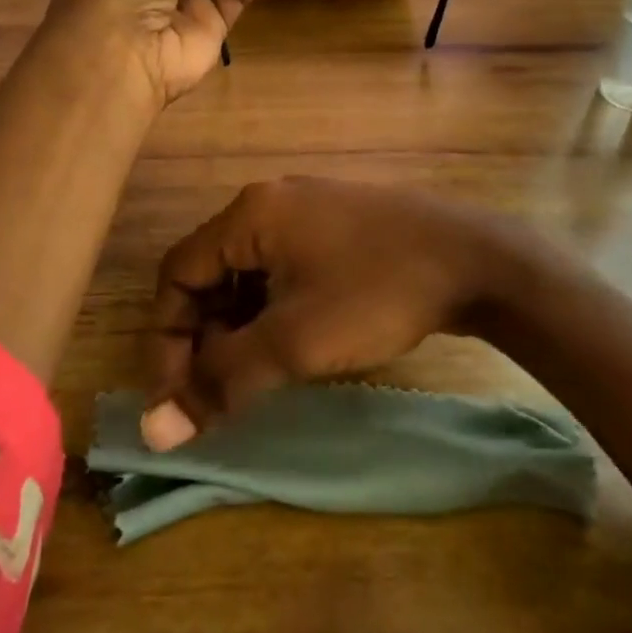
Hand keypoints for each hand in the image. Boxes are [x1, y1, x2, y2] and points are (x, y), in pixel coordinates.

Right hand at [142, 177, 541, 449]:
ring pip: (247, 271)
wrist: (474, 259)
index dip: (166, 338)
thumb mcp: (296, 342)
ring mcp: (307, 209)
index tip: (176, 399)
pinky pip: (281, 266)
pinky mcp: (336, 224)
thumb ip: (223, 381)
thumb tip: (157, 431)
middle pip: (211, 271)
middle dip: (203, 335)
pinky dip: (271, 308)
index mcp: (250, 214)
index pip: (178, 273)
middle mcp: (270, 201)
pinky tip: (289, 343)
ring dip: (237, 325)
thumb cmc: (376, 293)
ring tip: (252, 374)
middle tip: (216, 392)